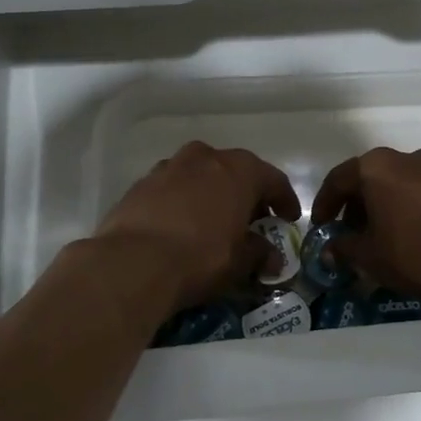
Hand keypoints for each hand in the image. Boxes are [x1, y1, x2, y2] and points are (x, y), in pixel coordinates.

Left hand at [95, 141, 299, 312]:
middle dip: (246, 195)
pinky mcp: (141, 183)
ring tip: (214, 223)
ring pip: (201, 176)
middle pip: (235, 172)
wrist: (132, 263)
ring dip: (212, 195)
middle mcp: (205, 157)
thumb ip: (260, 254)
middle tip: (252, 222)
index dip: (285, 201)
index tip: (289, 219)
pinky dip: (183, 202)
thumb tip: (272, 259)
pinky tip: (181, 226)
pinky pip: (173, 189)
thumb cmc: (200, 257)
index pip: (273, 180)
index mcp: (239, 169)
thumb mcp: (239, 261)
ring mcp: (170, 167)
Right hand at [312, 148, 420, 303]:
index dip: (324, 205)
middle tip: (351, 234)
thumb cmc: (417, 251)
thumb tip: (329, 249)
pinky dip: (409, 206)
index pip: (338, 180)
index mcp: (375, 168)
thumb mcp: (371, 257)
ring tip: (383, 236)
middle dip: (355, 205)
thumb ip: (345, 249)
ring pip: (397, 183)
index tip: (321, 227)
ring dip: (384, 205)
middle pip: (369, 177)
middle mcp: (404, 158)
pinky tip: (413, 233)